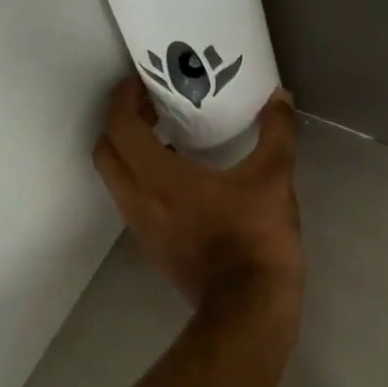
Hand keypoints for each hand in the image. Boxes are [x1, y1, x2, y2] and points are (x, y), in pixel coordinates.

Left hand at [92, 75, 302, 313]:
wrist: (247, 306)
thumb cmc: (255, 237)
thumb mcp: (274, 178)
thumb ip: (277, 132)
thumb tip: (280, 97)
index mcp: (157, 177)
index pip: (119, 126)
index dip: (124, 97)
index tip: (141, 80)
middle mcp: (136, 199)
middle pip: (107, 150)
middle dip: (121, 122)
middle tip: (151, 105)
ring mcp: (140, 226)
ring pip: (116, 178)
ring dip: (130, 151)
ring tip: (165, 133)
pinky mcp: (151, 245)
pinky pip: (132, 199)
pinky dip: (142, 177)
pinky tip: (179, 174)